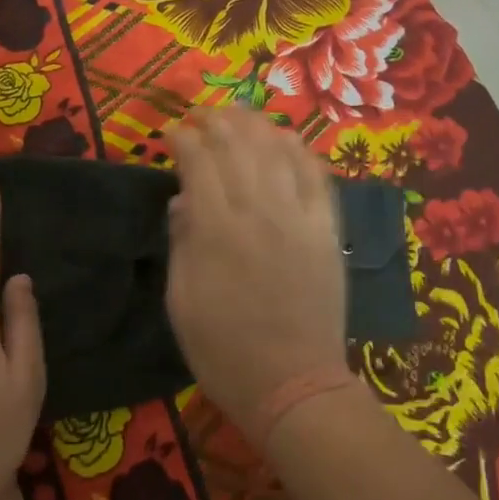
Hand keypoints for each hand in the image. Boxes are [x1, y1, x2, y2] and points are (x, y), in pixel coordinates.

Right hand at [165, 108, 348, 435]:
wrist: (294, 385)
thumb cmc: (224, 351)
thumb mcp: (181, 302)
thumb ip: (181, 243)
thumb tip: (182, 200)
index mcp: (216, 231)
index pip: (198, 162)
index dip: (183, 139)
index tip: (171, 132)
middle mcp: (259, 212)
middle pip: (238, 146)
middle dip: (217, 121)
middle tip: (202, 115)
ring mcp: (299, 219)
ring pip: (278, 151)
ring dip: (257, 125)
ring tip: (240, 115)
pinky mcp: (327, 231)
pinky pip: (317, 177)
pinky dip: (300, 151)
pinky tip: (287, 139)